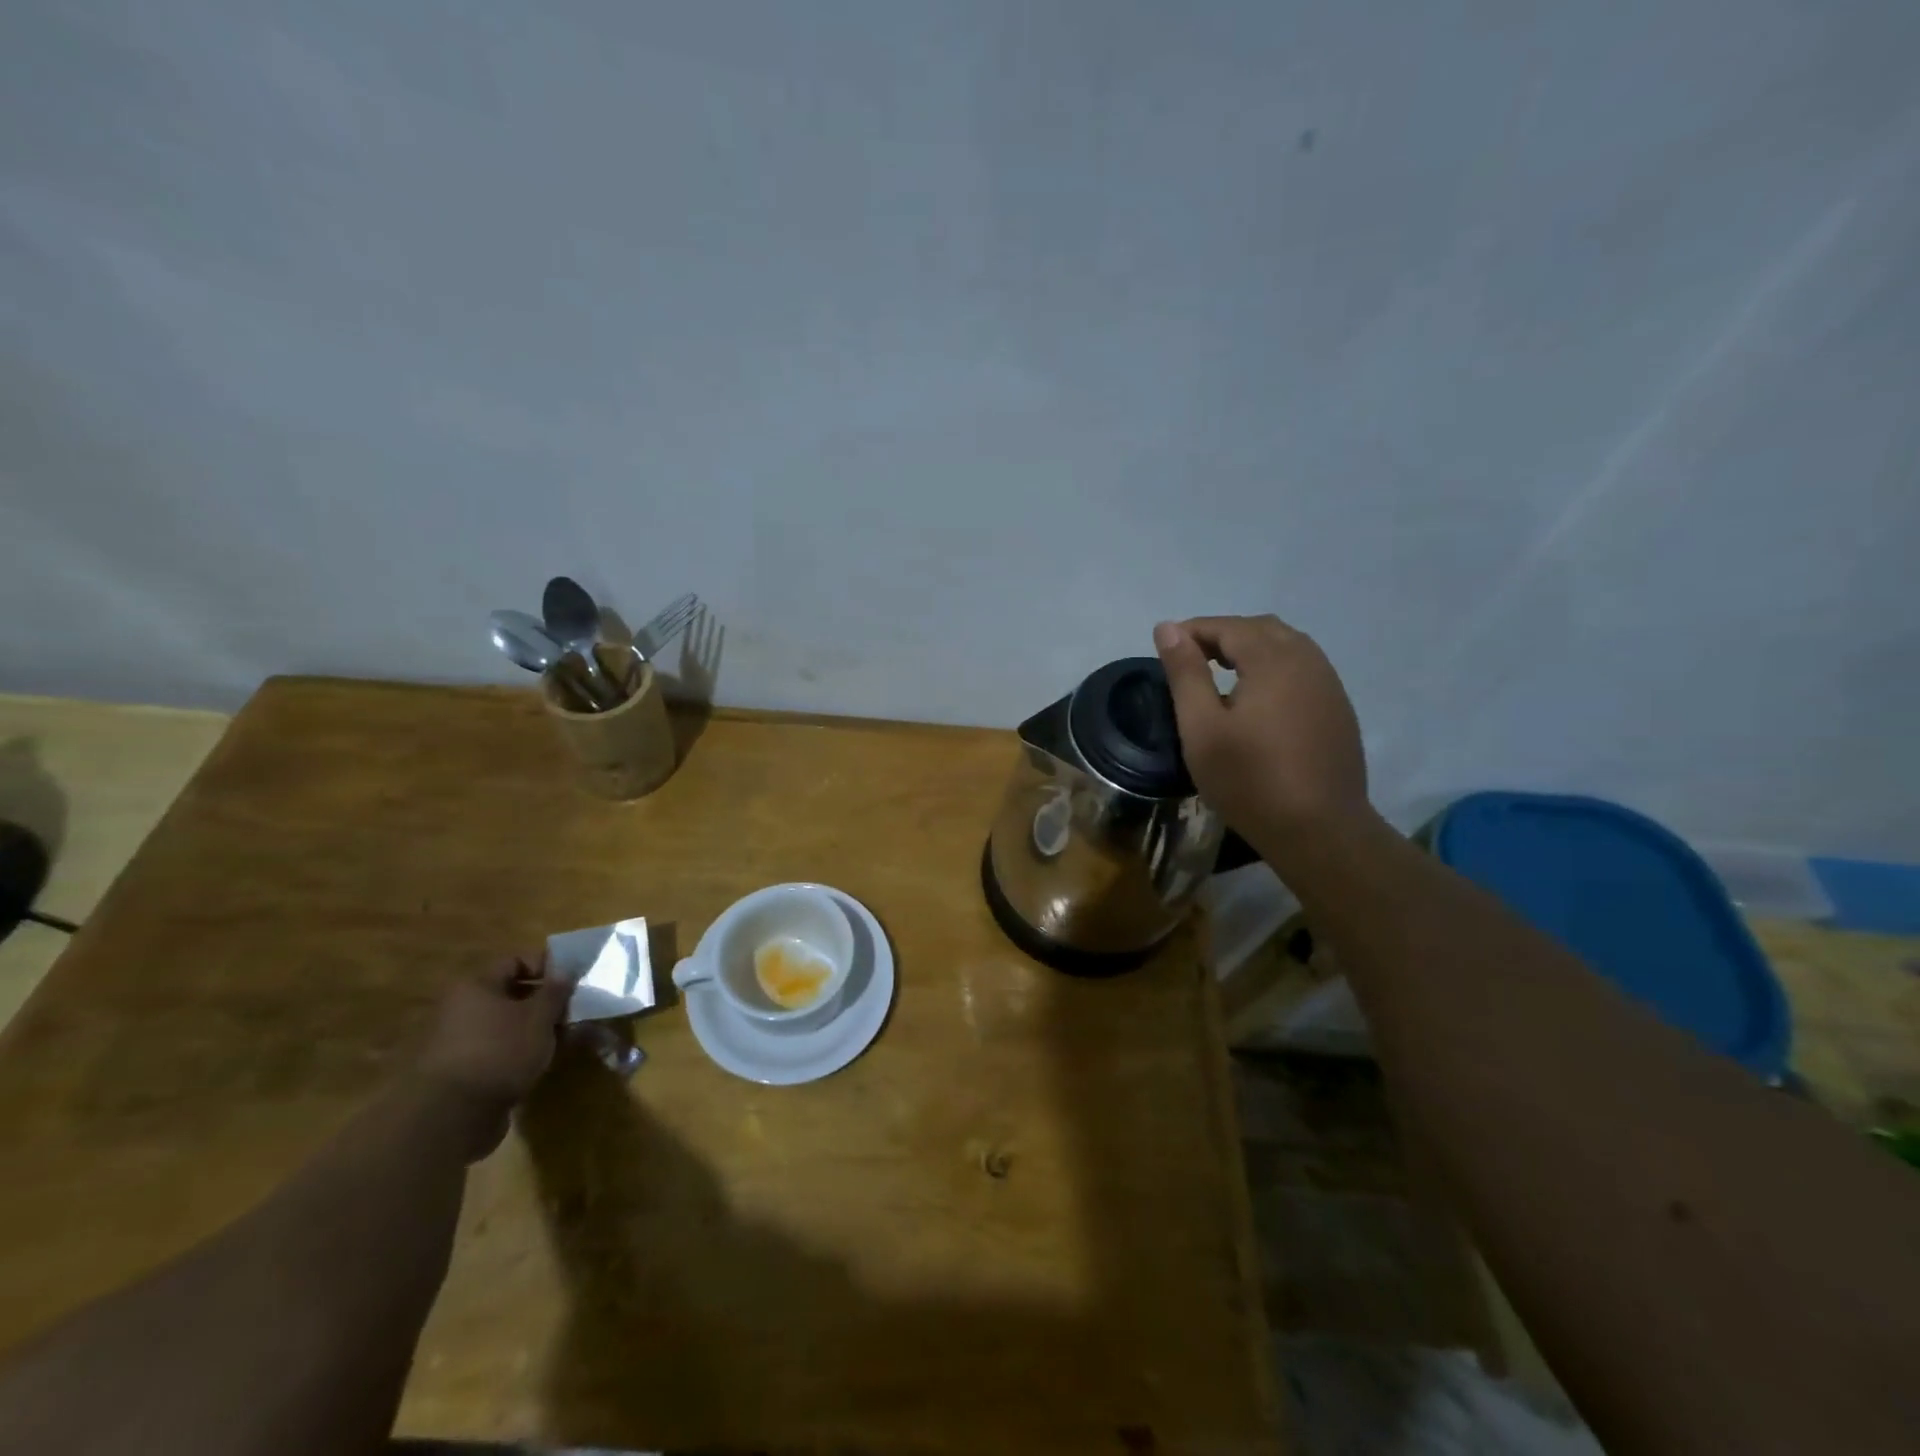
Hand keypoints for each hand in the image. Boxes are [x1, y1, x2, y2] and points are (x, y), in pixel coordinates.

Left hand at [416, 956, 569, 1136]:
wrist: (451, 1117)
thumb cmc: (500, 1051)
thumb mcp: (539, 1017)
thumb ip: (556, 991)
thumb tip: (565, 971)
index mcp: (475, 986)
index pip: (515, 961)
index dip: (546, 966)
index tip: (572, 982)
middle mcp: (460, 1008)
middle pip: (510, 994)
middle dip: (544, 1002)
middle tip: (571, 1012)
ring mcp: (457, 1041)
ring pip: (506, 1024)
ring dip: (534, 1028)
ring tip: (562, 1040)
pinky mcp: (460, 1071)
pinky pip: (497, 1049)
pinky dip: (519, 1051)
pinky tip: (540, 1062)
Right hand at [1154, 615, 1372, 853]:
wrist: (1320, 830)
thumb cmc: (1250, 780)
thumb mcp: (1202, 728)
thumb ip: (1185, 673)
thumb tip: (1168, 627)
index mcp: (1273, 660)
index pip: (1229, 626)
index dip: (1194, 630)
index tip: (1166, 647)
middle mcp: (1307, 661)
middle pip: (1262, 629)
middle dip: (1224, 635)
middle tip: (1192, 660)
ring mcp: (1329, 685)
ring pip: (1287, 646)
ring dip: (1251, 649)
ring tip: (1221, 675)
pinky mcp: (1338, 709)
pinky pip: (1303, 669)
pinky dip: (1274, 668)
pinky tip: (1257, 699)